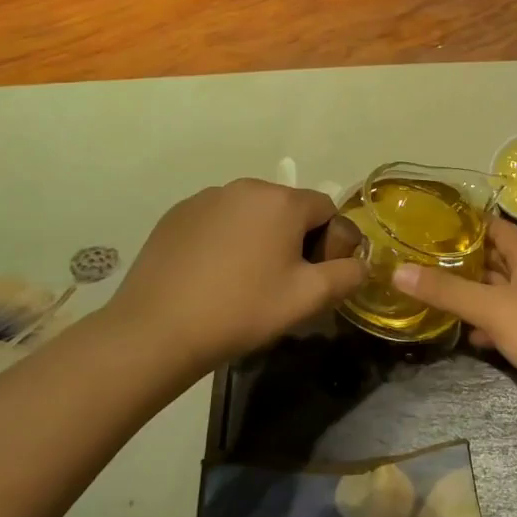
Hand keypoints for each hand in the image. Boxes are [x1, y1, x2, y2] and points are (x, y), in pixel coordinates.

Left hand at [100, 179, 365, 375]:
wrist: (157, 330)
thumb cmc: (242, 310)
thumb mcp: (308, 299)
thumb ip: (347, 275)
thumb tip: (360, 264)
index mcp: (282, 201)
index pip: (326, 209)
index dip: (329, 243)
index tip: (313, 278)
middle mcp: (245, 187)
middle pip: (287, 209)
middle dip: (293, 239)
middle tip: (281, 283)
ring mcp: (206, 198)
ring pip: (251, 214)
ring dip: (258, 239)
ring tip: (243, 282)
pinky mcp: (176, 215)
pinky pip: (217, 221)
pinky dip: (224, 241)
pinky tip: (211, 277)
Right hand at [390, 217, 516, 402]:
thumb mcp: (493, 309)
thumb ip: (448, 291)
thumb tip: (398, 270)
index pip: (498, 227)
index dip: (471, 221)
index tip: (435, 220)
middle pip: (497, 260)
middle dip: (464, 258)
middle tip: (422, 258)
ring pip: (501, 293)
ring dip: (473, 293)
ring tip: (434, 294)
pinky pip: (508, 322)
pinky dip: (488, 324)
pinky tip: (468, 335)